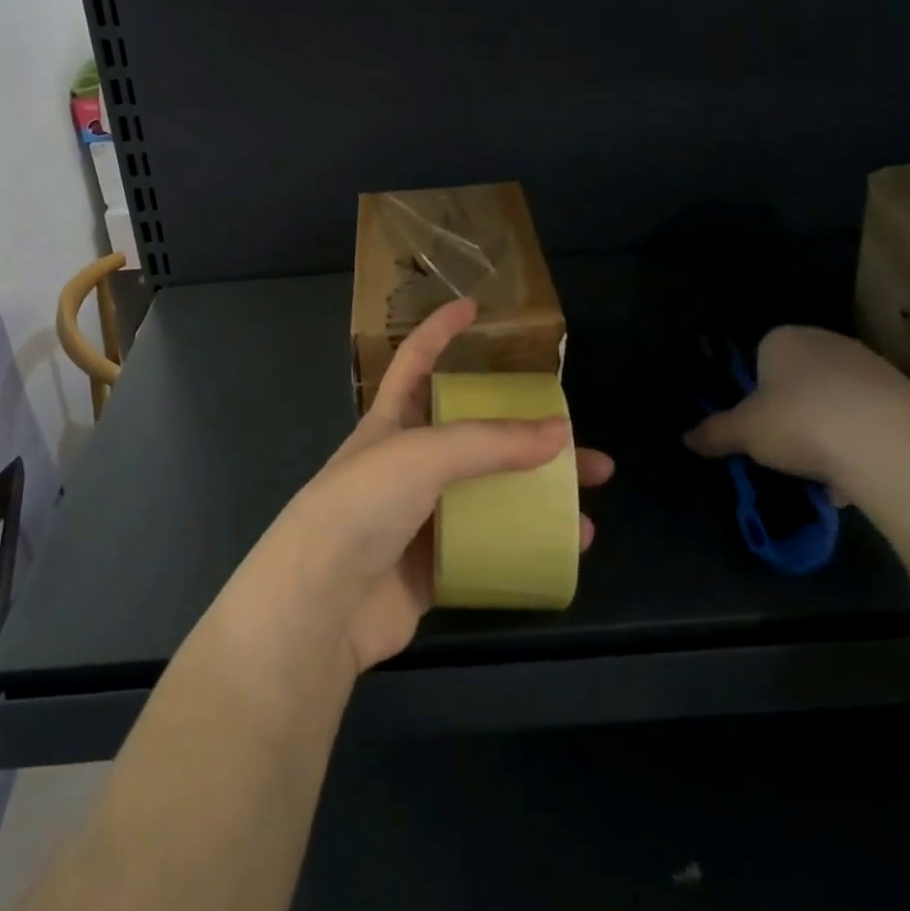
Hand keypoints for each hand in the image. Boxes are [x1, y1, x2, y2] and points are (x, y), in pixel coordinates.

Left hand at [250, 296, 612, 673]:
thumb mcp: (423, 454)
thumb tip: (562, 434)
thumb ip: (490, 442)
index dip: (441, 331)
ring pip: (488, 494)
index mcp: (391, 422)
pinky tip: (566, 550)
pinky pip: (489, 546)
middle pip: (475, 436)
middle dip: (524, 432)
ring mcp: (420, 517)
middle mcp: (406, 464)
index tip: (474, 307)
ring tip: (588, 502)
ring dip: (537, 495)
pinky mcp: (433, 566)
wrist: (320, 603)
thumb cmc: (362, 504)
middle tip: (577, 437)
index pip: (417, 361)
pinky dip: (526, 544)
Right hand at [682, 325, 909, 501]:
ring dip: (827, 431)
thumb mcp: (744, 432)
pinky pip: (869, 420)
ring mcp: (872, 367)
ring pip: (836, 401)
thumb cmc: (800, 423)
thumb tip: (686, 439)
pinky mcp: (908, 396)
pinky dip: (859, 444)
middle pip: (799, 379)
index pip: (759, 355)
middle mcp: (828, 342)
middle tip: (783, 446)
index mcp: (784, 339)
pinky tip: (854, 477)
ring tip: (820, 472)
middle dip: (792, 411)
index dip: (754, 391)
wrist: (891, 447)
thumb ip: (715, 433)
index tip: (755, 423)